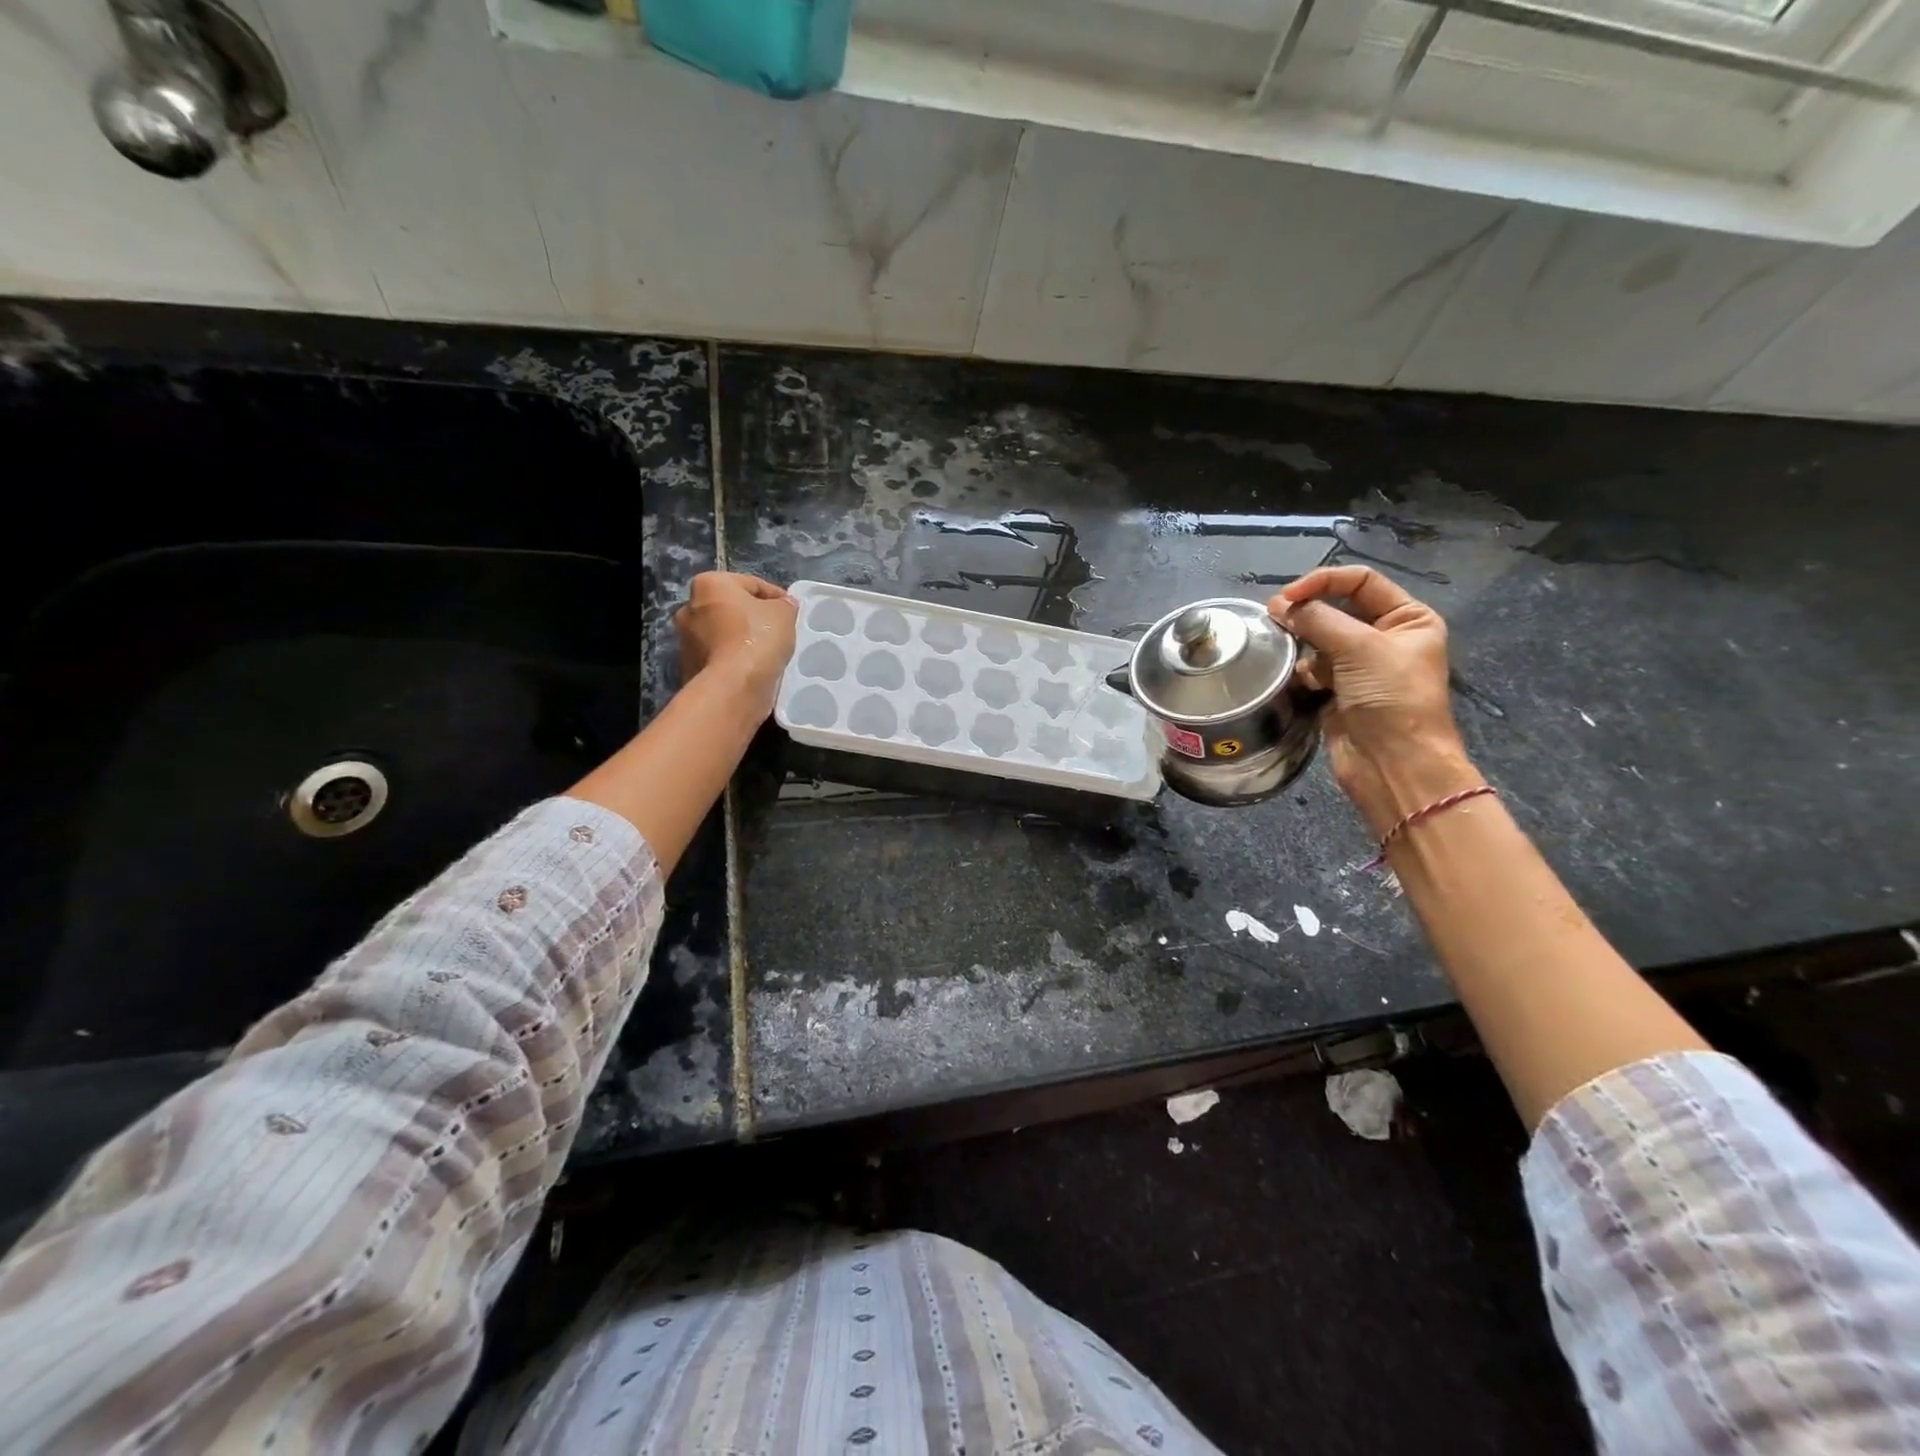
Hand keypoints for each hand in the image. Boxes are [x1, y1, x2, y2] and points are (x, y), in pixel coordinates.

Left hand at [673, 572, 796, 715]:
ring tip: (767, 654)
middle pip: (731, 608)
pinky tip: (753, 670)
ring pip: (723, 634)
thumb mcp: (785, 613)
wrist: (732, 688)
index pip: (752, 584)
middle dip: (753, 618)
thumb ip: (785, 604)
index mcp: (709, 584)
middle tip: (778, 632)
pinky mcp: (688, 667)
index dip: (777, 597)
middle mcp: (689, 607)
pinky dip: (734, 661)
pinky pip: (719, 657)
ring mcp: (685, 640)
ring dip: (742, 640)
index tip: (792, 612)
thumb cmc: (757, 640)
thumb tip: (783, 605)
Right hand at [1269, 566, 1479, 835]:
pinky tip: (1301, 682)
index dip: (1322, 582)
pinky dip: (1303, 672)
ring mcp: (1362, 666)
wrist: (1395, 764)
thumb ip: (1317, 620)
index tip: (1286, 597)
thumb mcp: (1359, 648)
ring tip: (1284, 652)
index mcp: (1408, 618)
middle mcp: (1387, 637)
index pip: (1360, 581)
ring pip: (1320, 638)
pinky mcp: (1340, 690)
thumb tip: (1277, 605)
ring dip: (1303, 644)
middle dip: (1307, 613)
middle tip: (1273, 619)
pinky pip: (1313, 668)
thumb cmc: (1391, 699)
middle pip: (1337, 608)